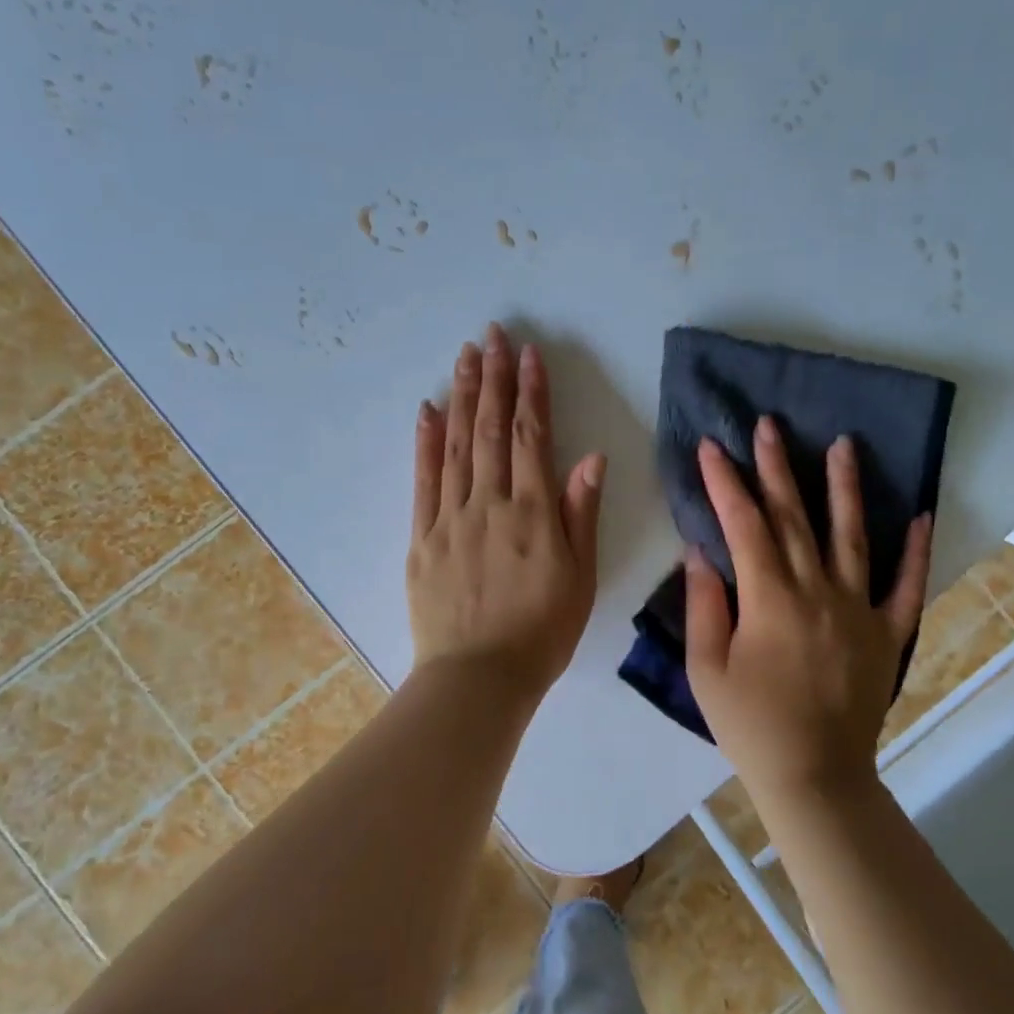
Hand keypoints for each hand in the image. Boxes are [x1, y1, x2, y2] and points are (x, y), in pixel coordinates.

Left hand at [408, 324, 606, 700]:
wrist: (478, 678)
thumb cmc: (541, 633)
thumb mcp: (580, 578)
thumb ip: (581, 514)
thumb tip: (591, 458)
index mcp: (533, 514)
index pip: (532, 438)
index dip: (531, 392)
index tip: (530, 354)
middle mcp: (489, 504)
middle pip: (490, 430)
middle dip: (493, 379)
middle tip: (493, 336)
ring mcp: (450, 519)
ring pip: (456, 446)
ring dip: (461, 397)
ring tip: (465, 357)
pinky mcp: (421, 538)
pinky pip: (422, 481)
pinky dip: (424, 443)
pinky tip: (426, 411)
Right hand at [685, 417, 931, 797]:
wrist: (814, 776)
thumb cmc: (750, 725)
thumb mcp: (706, 668)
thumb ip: (703, 604)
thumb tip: (699, 550)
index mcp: (770, 599)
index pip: (744, 525)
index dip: (725, 483)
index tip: (711, 447)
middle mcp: (818, 591)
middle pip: (795, 517)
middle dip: (777, 467)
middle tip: (769, 424)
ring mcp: (859, 610)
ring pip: (852, 536)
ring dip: (844, 487)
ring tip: (843, 444)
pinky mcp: (888, 633)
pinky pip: (905, 585)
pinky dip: (915, 550)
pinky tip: (919, 514)